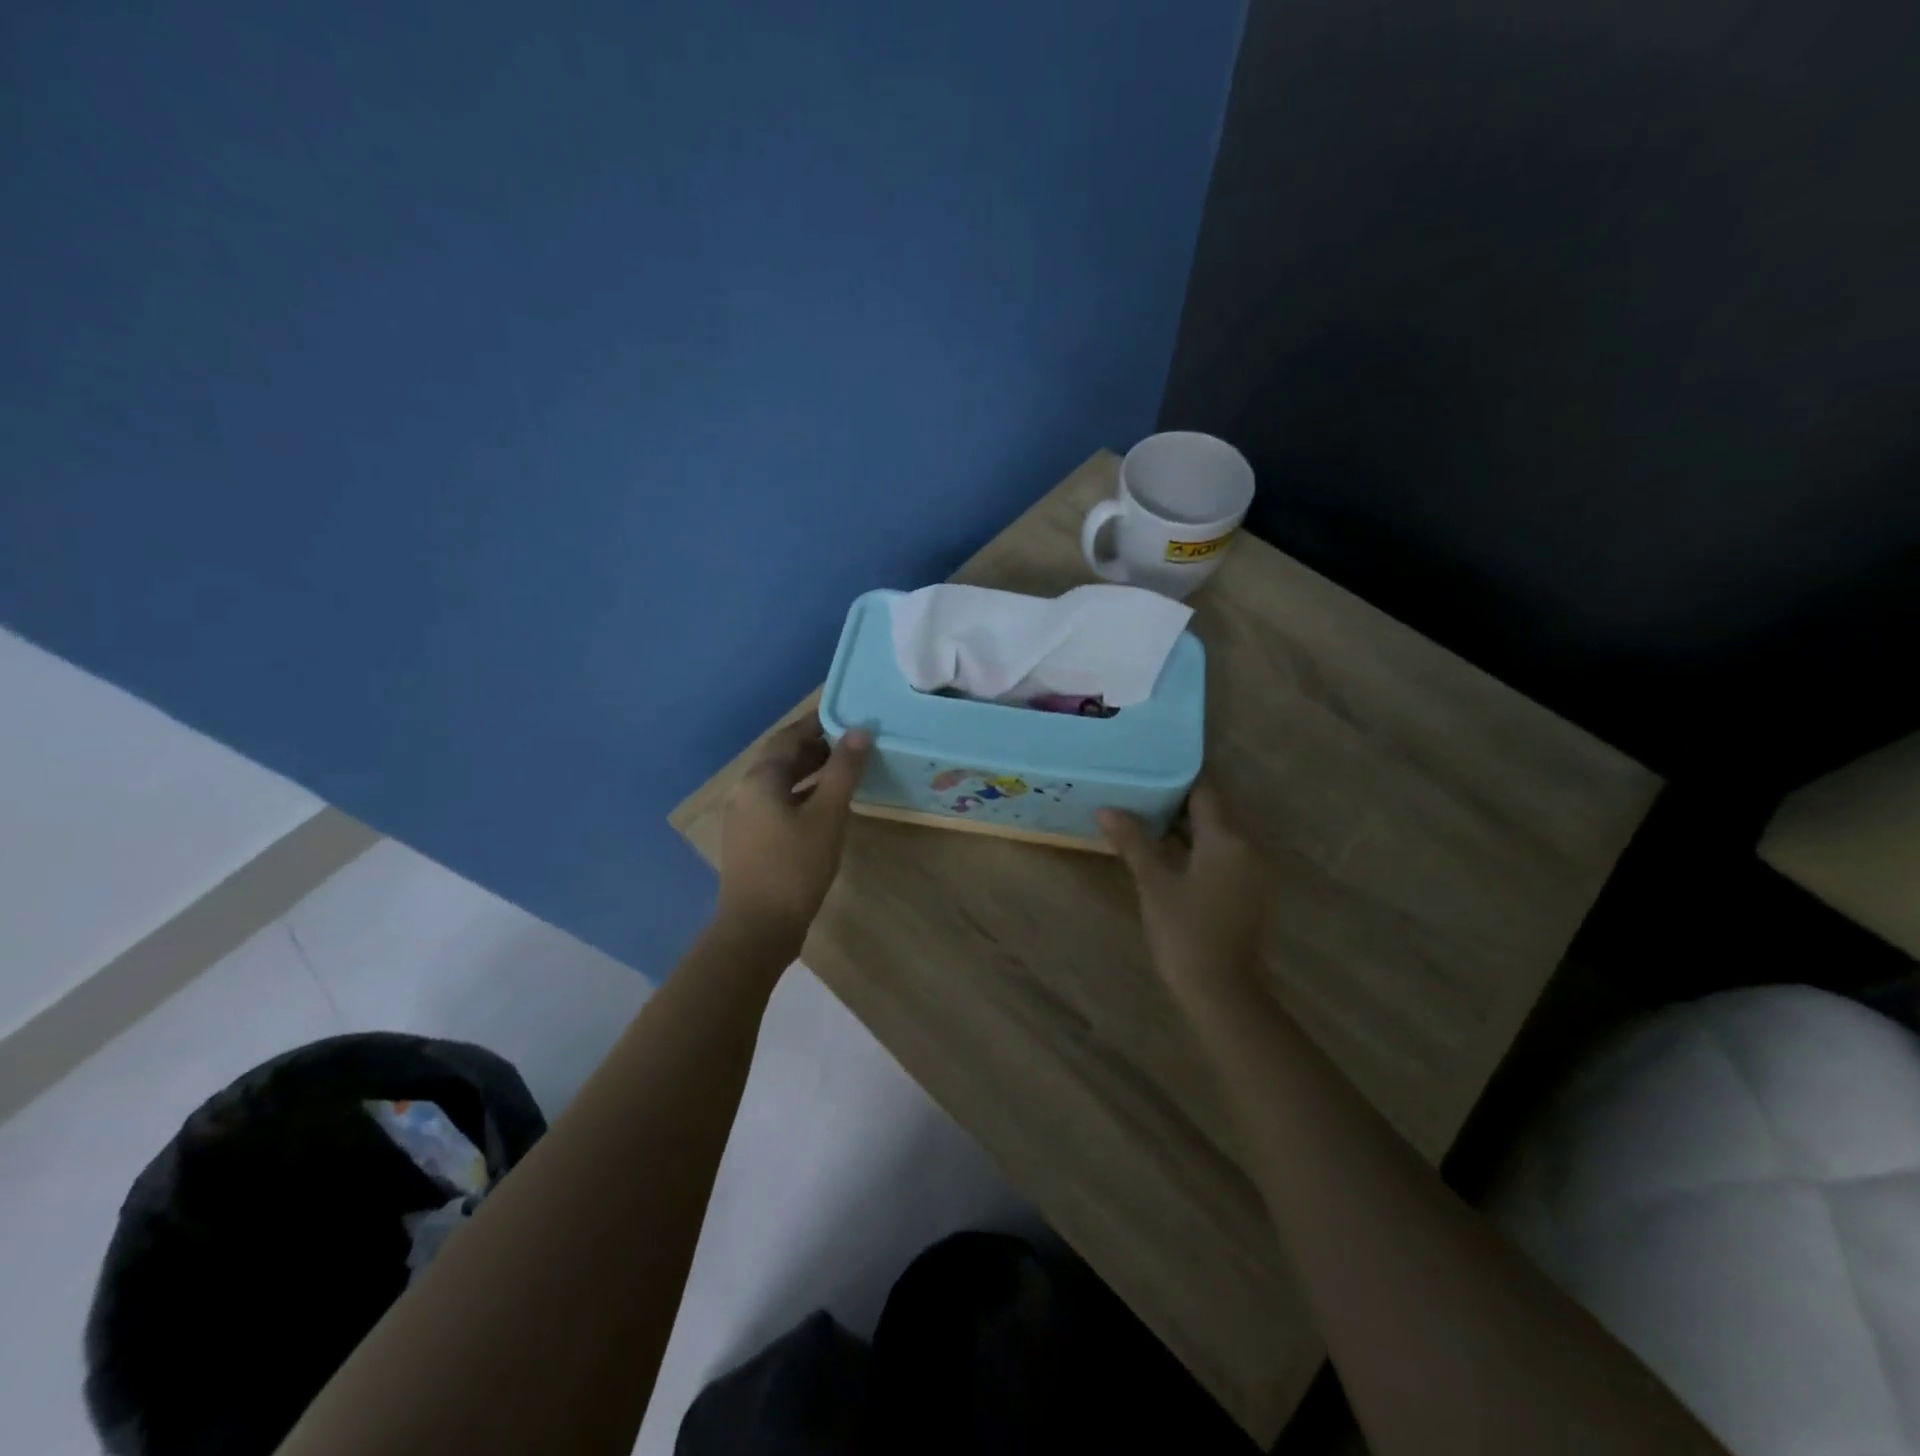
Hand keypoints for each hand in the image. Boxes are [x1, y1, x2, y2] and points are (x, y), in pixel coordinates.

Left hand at [716, 717, 871, 947]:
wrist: (758, 927)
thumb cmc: (795, 865)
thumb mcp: (827, 814)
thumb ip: (843, 770)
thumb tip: (859, 731)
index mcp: (759, 779)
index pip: (789, 736)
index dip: (818, 724)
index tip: (848, 717)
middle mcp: (745, 792)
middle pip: (782, 759)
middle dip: (817, 749)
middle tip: (854, 745)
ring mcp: (745, 819)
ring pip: (781, 784)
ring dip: (811, 774)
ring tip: (846, 772)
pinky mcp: (751, 842)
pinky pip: (778, 805)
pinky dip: (803, 797)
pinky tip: (826, 809)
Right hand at [1098, 780, 1268, 1005]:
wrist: (1222, 992)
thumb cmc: (1185, 932)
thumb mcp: (1154, 883)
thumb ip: (1133, 842)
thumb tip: (1107, 809)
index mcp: (1228, 839)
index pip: (1205, 790)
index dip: (1177, 775)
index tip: (1148, 764)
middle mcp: (1248, 847)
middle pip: (1213, 810)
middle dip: (1177, 800)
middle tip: (1138, 789)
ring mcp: (1253, 871)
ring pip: (1217, 834)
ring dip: (1186, 825)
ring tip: (1145, 816)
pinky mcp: (1250, 891)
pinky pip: (1223, 855)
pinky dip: (1197, 848)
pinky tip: (1166, 852)